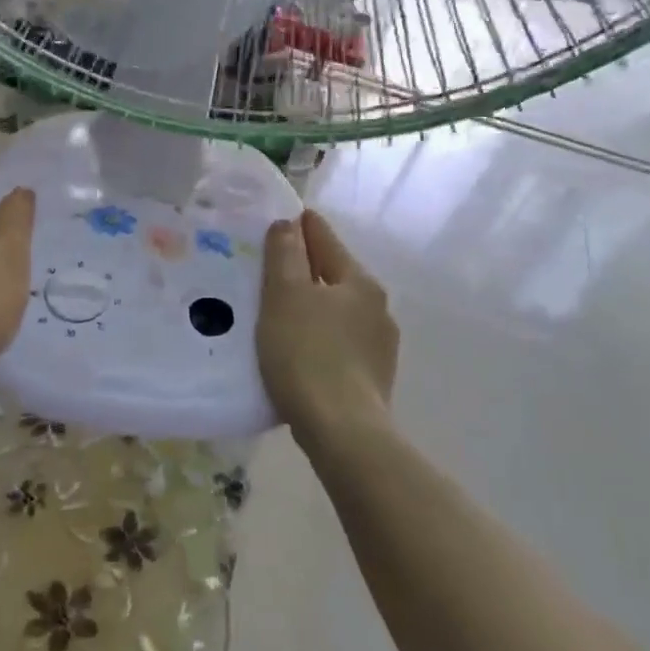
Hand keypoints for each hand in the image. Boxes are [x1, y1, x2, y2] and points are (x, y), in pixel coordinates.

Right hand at [257, 210, 398, 448]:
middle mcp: (377, 307)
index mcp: (359, 281)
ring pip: (338, 310)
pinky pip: (340, 342)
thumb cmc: (307, 353)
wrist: (342, 431)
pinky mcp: (373, 377)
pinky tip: (300, 350)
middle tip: (269, 269)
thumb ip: (285, 255)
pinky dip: (320, 336)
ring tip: (280, 313)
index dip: (301, 227)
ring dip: (313, 305)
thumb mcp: (285, 296)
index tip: (282, 219)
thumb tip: (288, 223)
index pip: (325, 239)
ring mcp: (379, 345)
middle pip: (334, 274)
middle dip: (305, 268)